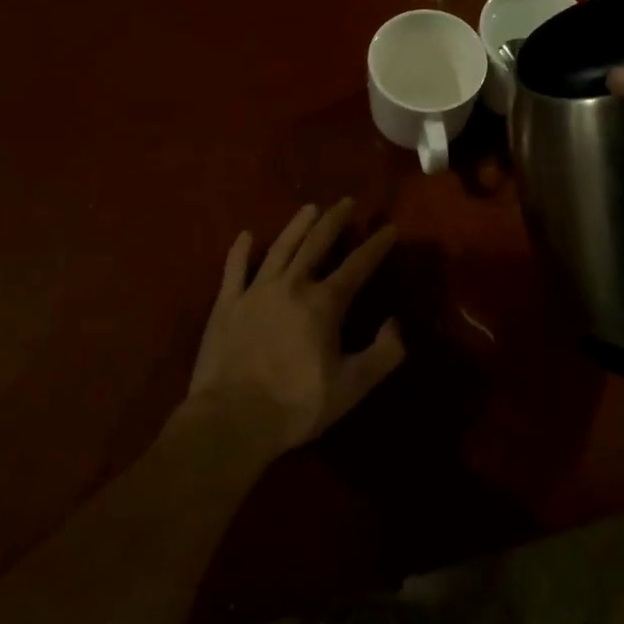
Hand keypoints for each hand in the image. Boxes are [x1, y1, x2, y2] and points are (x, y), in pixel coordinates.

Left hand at [187, 199, 404, 458]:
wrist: (230, 421)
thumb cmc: (295, 405)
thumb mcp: (352, 387)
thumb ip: (383, 353)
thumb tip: (396, 323)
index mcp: (324, 303)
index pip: (358, 265)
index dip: (376, 245)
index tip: (390, 228)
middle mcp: (292, 285)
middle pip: (317, 244)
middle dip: (335, 221)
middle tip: (347, 201)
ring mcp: (256, 291)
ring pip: (280, 247)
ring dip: (297, 225)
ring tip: (310, 208)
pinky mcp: (227, 305)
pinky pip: (234, 269)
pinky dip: (240, 251)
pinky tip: (245, 235)